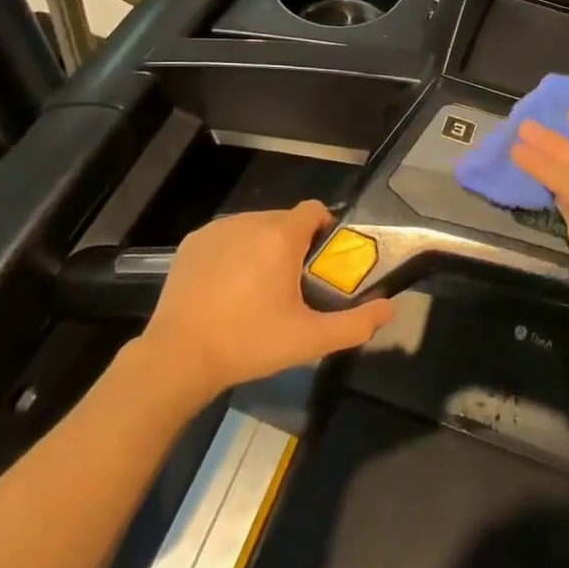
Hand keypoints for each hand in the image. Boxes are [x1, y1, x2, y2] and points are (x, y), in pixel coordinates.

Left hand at [142, 201, 393, 395]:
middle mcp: (250, 221)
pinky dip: (233, 253)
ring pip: (254, 227)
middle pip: (285, 220)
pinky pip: (226, 237)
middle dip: (293, 245)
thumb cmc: (249, 343)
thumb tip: (390, 308)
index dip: (324, 231)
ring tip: (257, 289)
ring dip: (263, 247)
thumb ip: (356, 323)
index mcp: (281, 236)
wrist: (179, 357)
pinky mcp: (192, 242)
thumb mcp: (310, 339)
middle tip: (291, 285)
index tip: (321, 263)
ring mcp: (217, 229)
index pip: (314, 210)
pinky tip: (226, 288)